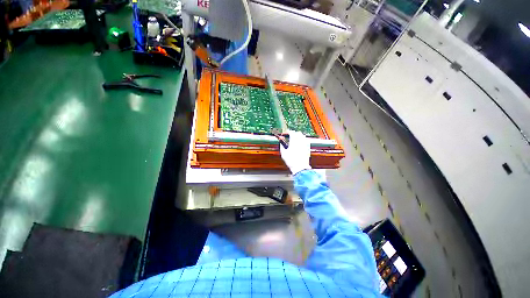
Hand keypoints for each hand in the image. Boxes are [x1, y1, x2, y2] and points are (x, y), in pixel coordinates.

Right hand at [280, 130, 310, 174]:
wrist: (300, 168)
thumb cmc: (291, 161)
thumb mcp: (283, 153)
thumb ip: (282, 146)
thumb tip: (281, 142)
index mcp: (294, 142)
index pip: (292, 133)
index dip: (289, 132)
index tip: (287, 133)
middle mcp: (300, 142)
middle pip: (298, 133)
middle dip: (294, 133)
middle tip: (291, 135)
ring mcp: (305, 145)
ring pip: (303, 136)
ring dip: (299, 135)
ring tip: (296, 138)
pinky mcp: (308, 148)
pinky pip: (306, 141)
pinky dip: (303, 139)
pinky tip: (301, 142)